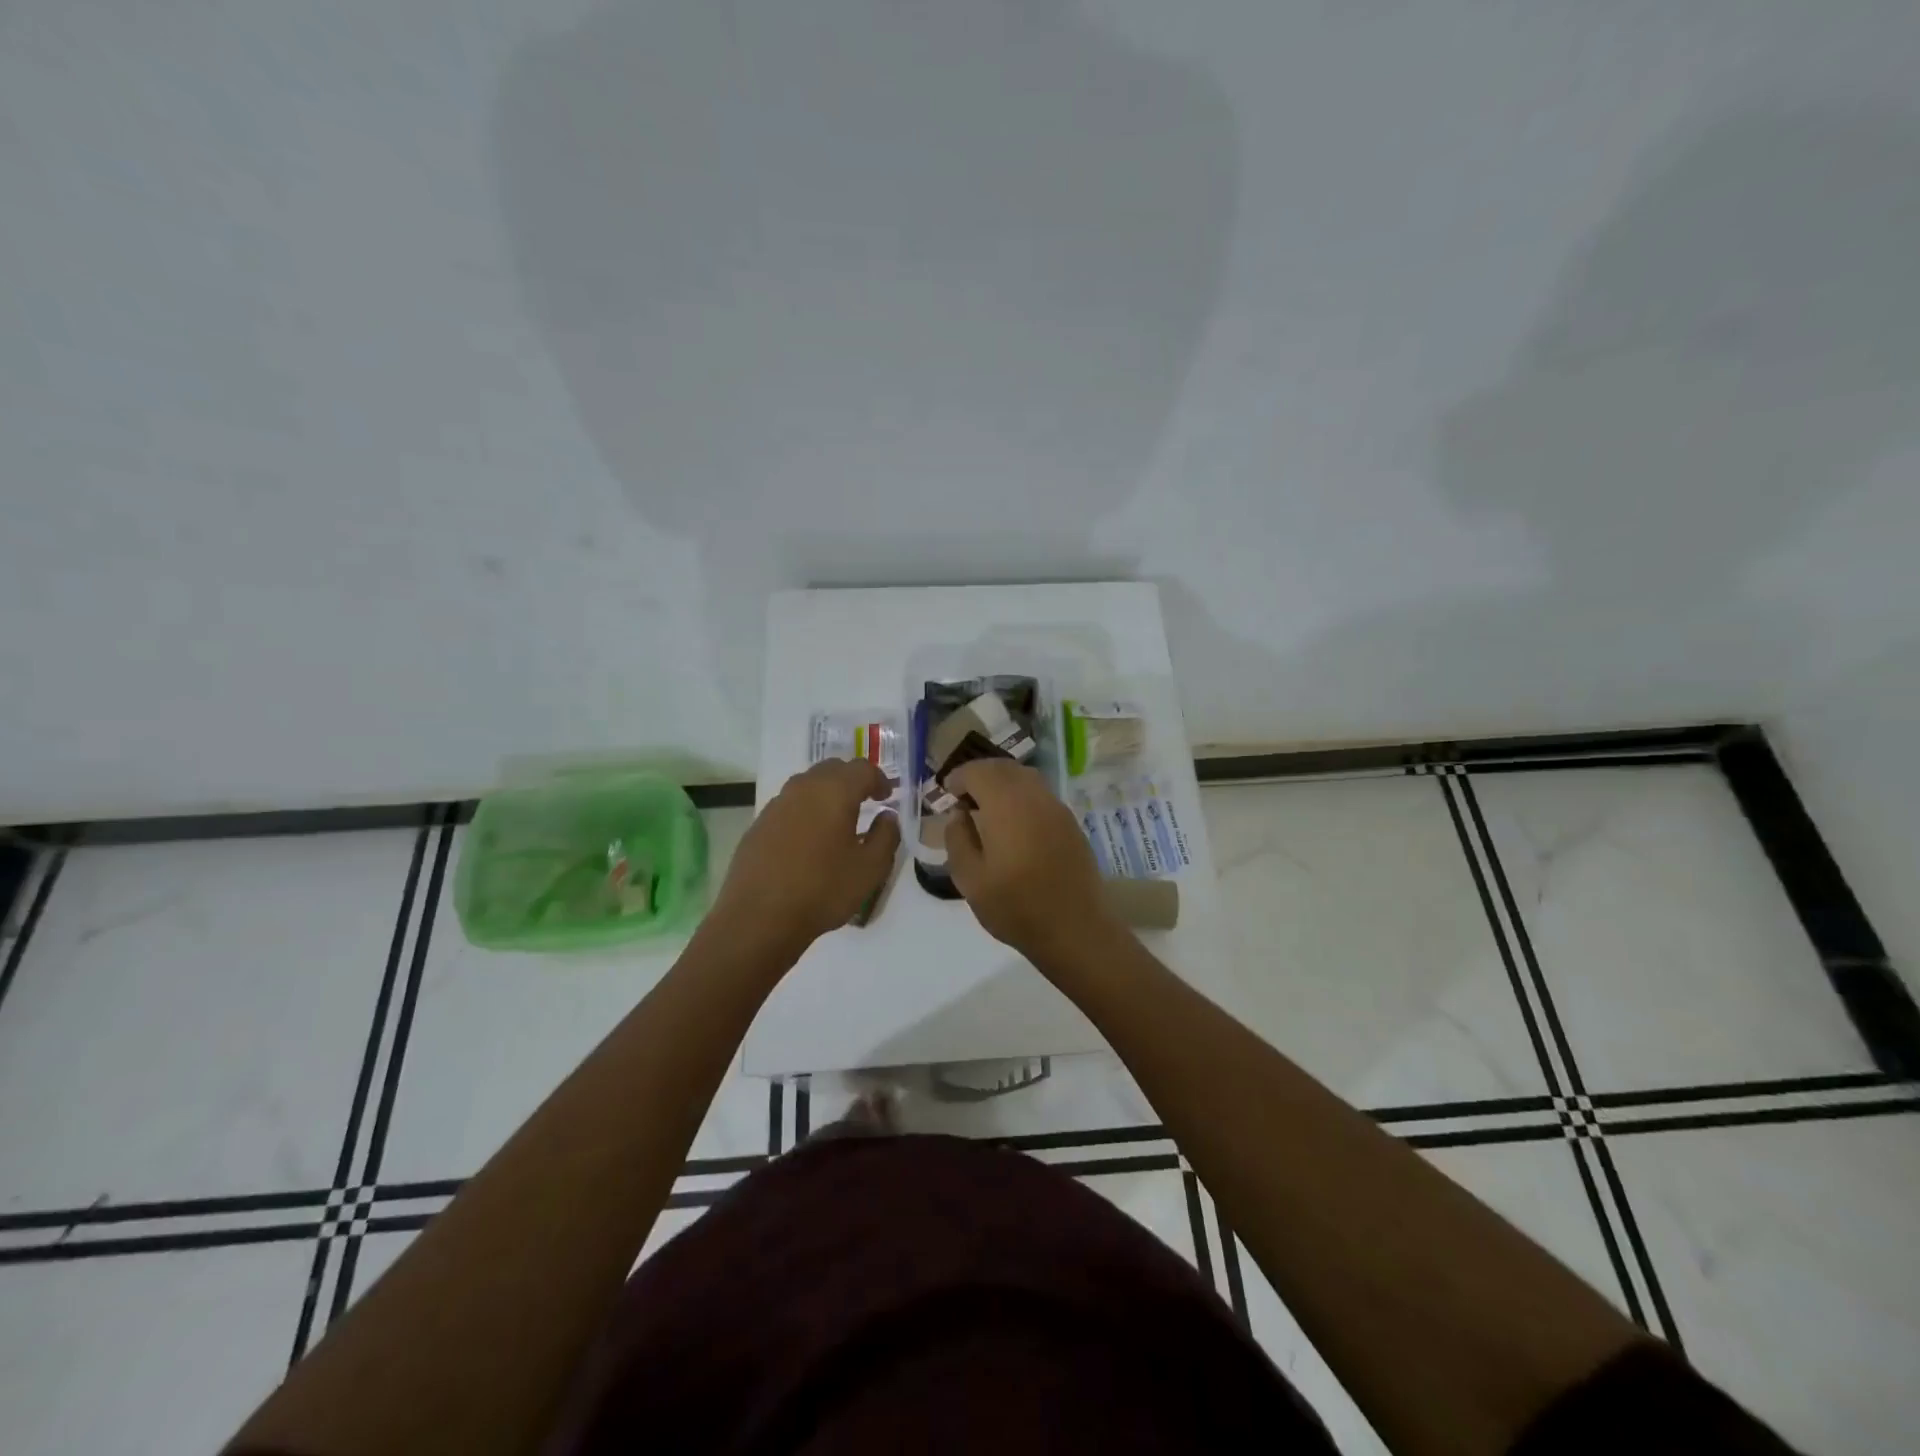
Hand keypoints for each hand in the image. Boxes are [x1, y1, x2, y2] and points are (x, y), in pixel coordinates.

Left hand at [712, 759, 900, 956]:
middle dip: (851, 781)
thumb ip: (886, 836)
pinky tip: (809, 840)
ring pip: (807, 785)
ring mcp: (776, 805)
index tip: (887, 797)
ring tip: (837, 821)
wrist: (758, 918)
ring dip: (826, 794)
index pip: (862, 769)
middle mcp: (803, 788)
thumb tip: (887, 817)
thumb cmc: (822, 889)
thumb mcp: (870, 869)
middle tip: (865, 801)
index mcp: (834, 791)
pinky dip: (805, 812)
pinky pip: (789, 806)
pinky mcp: (758, 825)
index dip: (879, 779)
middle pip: (832, 769)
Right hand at [944, 759, 1114, 959]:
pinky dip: (1021, 796)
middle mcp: (1034, 796)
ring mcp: (1057, 808)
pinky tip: (1013, 823)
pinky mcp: (1071, 823)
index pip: (978, 772)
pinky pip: (1041, 795)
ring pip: (1026, 777)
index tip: (947, 792)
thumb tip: (958, 814)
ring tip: (986, 808)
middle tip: (963, 796)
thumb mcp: (970, 879)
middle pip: (1004, 768)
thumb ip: (958, 839)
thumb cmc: (1016, 907)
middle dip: (980, 775)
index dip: (959, 777)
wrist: (1075, 929)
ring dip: (1002, 783)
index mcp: (1006, 805)